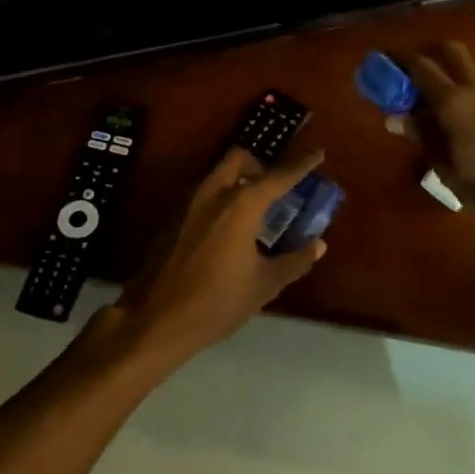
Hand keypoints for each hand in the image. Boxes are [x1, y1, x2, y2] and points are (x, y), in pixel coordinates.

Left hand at [107, 147, 328, 366]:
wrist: (156, 319)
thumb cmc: (218, 301)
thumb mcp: (264, 284)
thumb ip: (295, 261)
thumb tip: (317, 245)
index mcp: (241, 205)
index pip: (279, 176)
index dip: (301, 165)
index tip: (318, 154)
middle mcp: (213, 194)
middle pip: (239, 160)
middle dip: (259, 165)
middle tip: (274, 188)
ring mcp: (187, 204)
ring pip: (217, 175)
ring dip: (237, 182)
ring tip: (253, 211)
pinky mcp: (171, 219)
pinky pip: (202, 195)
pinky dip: (220, 199)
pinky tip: (227, 231)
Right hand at [403, 42, 474, 231]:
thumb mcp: (448, 171)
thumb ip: (423, 138)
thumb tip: (396, 117)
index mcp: (454, 102)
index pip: (419, 66)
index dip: (396, 61)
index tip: (377, 63)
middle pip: (448, 51)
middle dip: (423, 54)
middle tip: (403, 76)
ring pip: (465, 68)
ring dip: (442, 73)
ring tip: (422, 103)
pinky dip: (458, 89)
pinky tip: (449, 118)